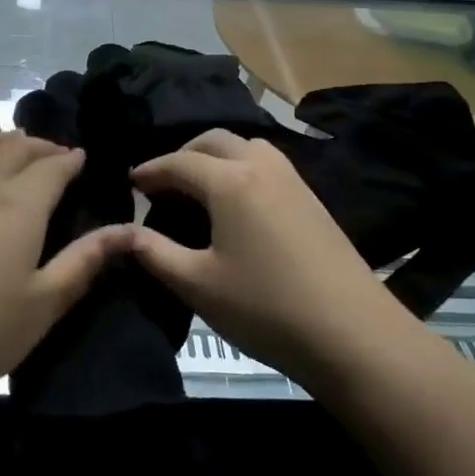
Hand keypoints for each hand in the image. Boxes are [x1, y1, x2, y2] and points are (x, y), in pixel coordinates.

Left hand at [0, 132, 119, 415]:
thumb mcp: (45, 304)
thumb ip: (85, 262)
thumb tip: (128, 230)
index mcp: (21, 205)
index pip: (53, 167)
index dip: (71, 159)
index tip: (83, 158)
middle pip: (13, 149)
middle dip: (38, 145)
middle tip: (54, 153)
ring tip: (8, 141)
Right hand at [123, 130, 406, 387]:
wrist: (353, 334)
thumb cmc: (265, 308)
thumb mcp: (198, 285)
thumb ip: (154, 253)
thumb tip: (121, 233)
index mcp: (229, 181)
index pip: (179, 162)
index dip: (150, 170)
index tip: (130, 183)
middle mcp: (261, 165)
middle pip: (213, 140)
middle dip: (182, 154)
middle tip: (162, 183)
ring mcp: (292, 179)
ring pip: (245, 146)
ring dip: (216, 156)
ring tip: (199, 187)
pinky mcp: (311, 197)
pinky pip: (266, 162)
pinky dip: (241, 167)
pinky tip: (238, 202)